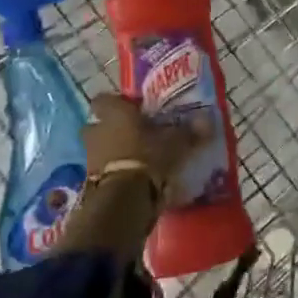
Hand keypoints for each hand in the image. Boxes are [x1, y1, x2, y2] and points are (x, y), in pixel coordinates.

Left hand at [82, 93, 209, 204]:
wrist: (124, 198)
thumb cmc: (149, 156)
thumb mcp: (176, 142)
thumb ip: (190, 131)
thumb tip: (207, 120)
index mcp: (114, 114)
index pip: (104, 100)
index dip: (117, 104)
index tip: (133, 110)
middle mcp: (97, 131)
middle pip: (98, 126)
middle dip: (111, 130)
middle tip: (133, 136)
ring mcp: (90, 158)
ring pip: (99, 150)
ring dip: (112, 154)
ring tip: (136, 161)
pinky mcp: (90, 182)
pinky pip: (103, 173)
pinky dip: (114, 175)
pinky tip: (132, 181)